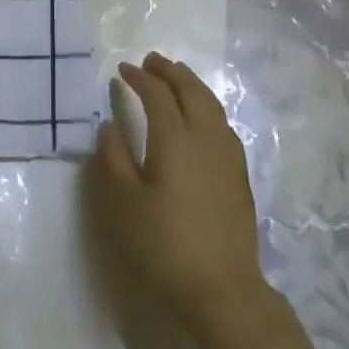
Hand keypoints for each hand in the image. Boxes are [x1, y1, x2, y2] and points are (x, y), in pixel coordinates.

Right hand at [90, 52, 267, 335]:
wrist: (222, 288)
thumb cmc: (164, 245)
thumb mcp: (124, 204)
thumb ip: (113, 159)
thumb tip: (109, 124)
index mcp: (175, 139)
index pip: (157, 94)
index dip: (139, 77)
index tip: (123, 70)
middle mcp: (206, 137)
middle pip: (191, 90)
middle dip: (170, 71)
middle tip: (152, 60)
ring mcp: (228, 154)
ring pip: (211, 104)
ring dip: (191, 84)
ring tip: (176, 78)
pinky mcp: (239, 173)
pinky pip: (222, 122)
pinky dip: (206, 105)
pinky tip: (200, 117)